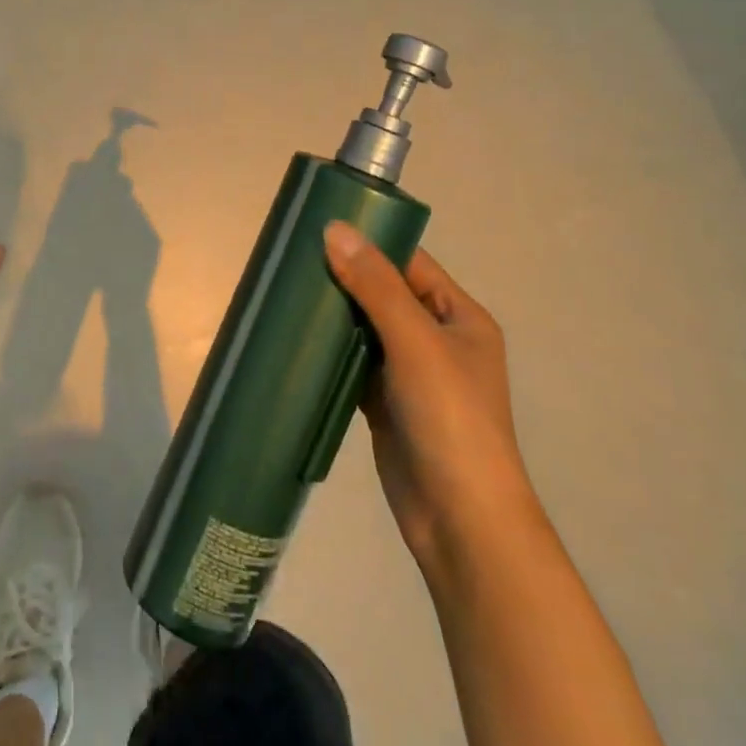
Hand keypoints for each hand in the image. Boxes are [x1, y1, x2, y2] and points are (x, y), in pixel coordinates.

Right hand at [323, 224, 538, 563]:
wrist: (460, 520)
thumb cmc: (450, 419)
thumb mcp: (416, 342)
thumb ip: (376, 285)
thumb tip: (334, 229)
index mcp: (459, 317)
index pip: (411, 262)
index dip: (371, 241)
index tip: (320, 225)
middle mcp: (437, 339)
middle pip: (385, 293)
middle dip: (344, 276)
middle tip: (292, 256)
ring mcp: (410, 373)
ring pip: (365, 328)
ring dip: (334, 313)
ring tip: (286, 289)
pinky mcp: (385, 403)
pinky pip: (354, 363)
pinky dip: (330, 350)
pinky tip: (296, 337)